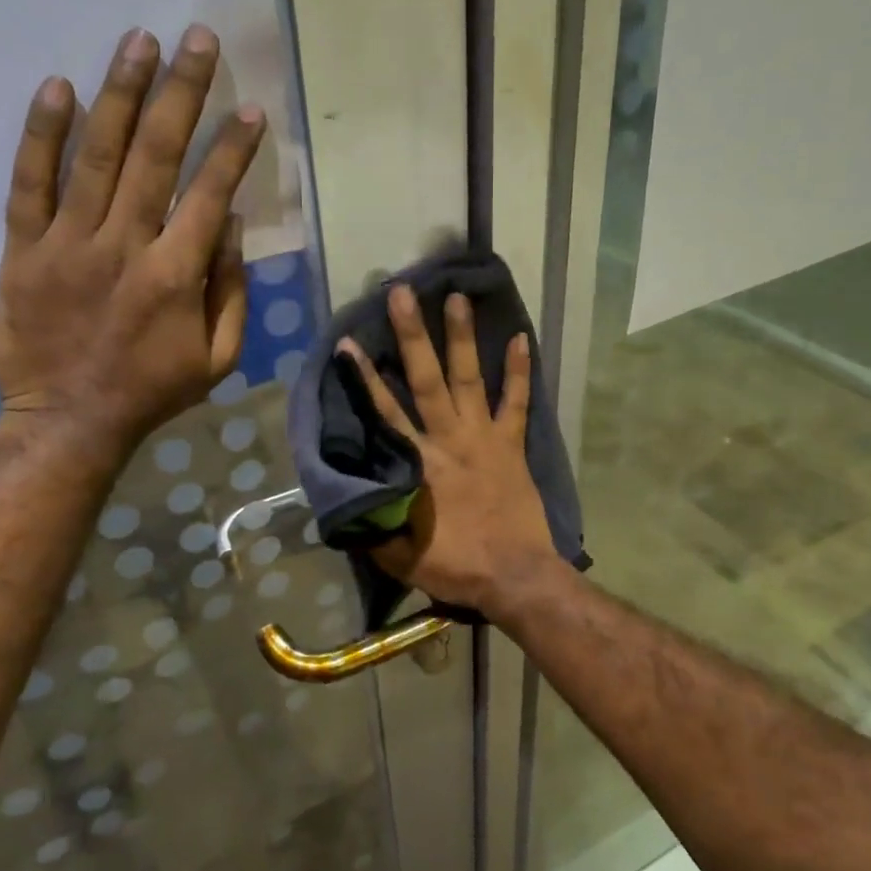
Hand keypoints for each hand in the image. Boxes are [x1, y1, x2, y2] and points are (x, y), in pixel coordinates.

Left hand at [0, 25, 263, 457]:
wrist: (69, 421)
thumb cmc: (152, 391)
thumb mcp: (217, 358)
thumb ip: (230, 291)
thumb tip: (229, 224)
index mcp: (176, 276)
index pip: (210, 194)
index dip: (233, 149)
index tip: (251, 109)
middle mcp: (124, 246)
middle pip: (156, 156)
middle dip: (182, 93)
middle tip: (198, 39)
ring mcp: (68, 244)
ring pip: (97, 156)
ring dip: (121, 94)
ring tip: (140, 41)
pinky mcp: (23, 249)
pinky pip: (30, 184)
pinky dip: (43, 135)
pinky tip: (58, 87)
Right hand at [338, 286, 560, 615]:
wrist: (515, 577)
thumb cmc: (456, 566)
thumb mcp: (399, 555)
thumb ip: (374, 523)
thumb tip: (349, 501)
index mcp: (418, 464)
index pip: (385, 412)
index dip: (364, 378)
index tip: (348, 344)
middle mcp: (449, 439)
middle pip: (426, 379)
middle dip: (412, 335)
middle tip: (402, 293)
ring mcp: (485, 438)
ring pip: (470, 378)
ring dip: (462, 338)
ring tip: (457, 297)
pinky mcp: (513, 445)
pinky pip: (518, 402)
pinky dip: (521, 371)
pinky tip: (522, 338)